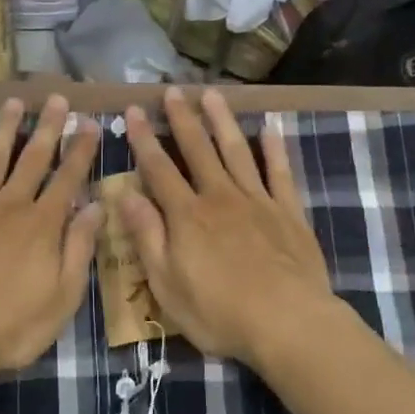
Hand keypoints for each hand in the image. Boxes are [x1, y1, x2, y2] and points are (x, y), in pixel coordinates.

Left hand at [0, 94, 101, 384]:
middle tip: (57, 98)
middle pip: (32, 159)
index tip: (90, 122)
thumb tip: (96, 206)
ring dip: (5, 128)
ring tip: (14, 101)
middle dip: (48, 127)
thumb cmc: (11, 326)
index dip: (81, 149)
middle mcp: (10, 206)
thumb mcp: (62, 297)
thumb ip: (79, 248)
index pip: (68, 178)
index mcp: (42, 225)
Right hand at [120, 87, 342, 366]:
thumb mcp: (167, 285)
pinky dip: (274, 148)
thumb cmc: (220, 313)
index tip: (134, 110)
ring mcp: (258, 201)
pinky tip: (270, 128)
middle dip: (182, 118)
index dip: (143, 139)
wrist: (289, 323)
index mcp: (187, 216)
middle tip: (172, 90)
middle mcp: (220, 197)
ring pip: (236, 150)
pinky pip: (280, 172)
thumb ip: (147, 237)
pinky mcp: (289, 212)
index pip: (158, 169)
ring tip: (212, 94)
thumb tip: (125, 195)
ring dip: (222, 121)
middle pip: (198, 150)